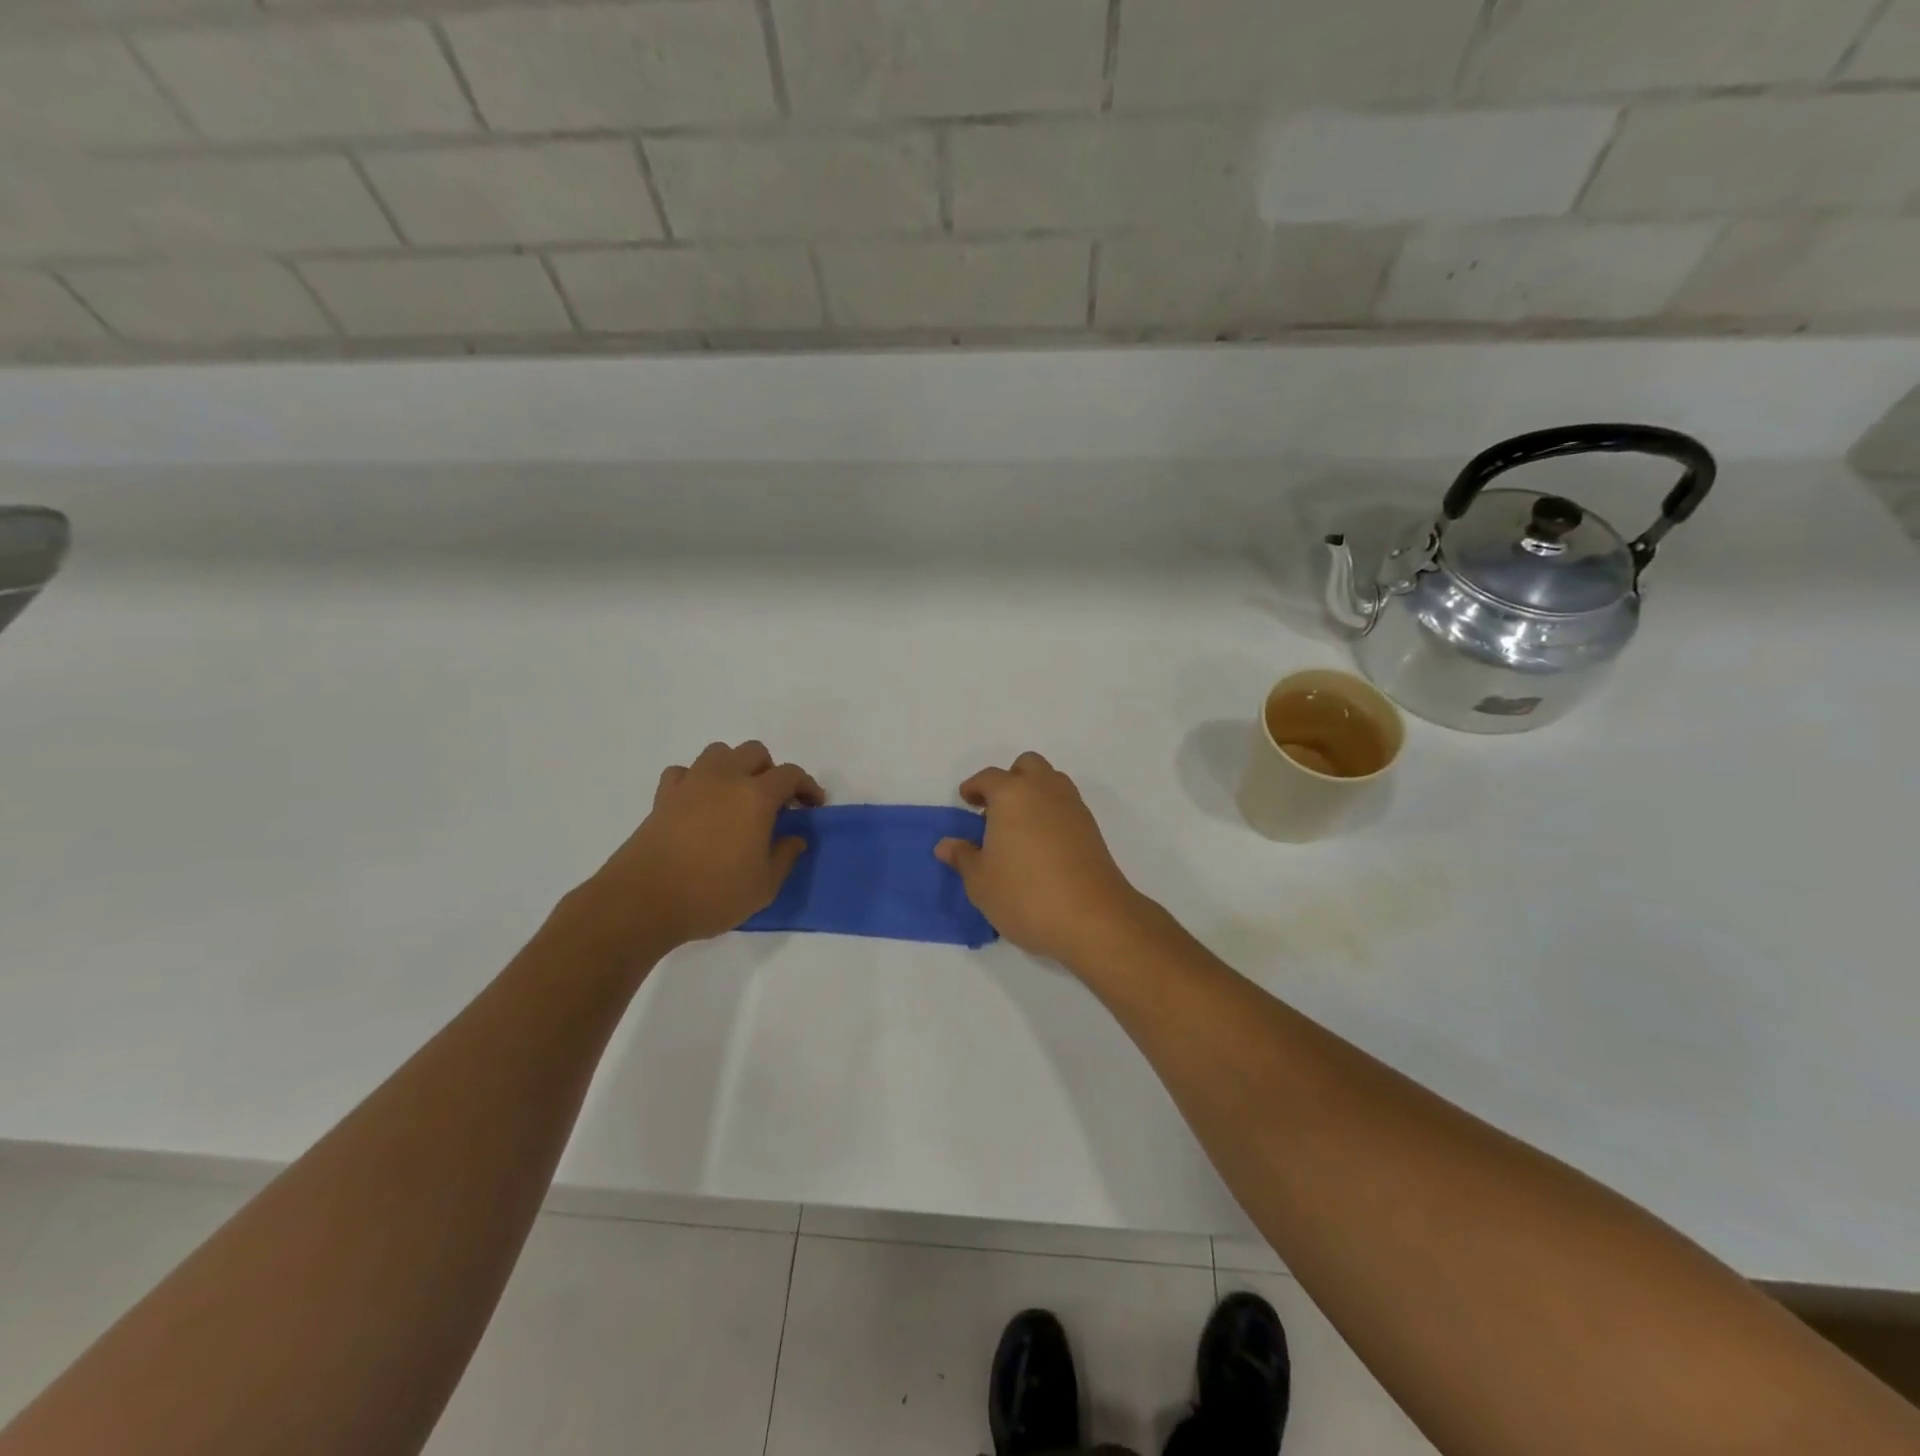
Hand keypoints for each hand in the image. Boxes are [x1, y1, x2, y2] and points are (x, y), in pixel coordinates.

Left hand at [577, 740, 824, 952]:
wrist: (643, 902)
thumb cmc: (712, 895)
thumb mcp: (764, 887)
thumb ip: (785, 857)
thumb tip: (794, 837)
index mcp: (755, 796)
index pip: (790, 774)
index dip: (807, 786)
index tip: (813, 806)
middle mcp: (724, 779)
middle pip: (754, 752)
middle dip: (771, 771)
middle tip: (775, 803)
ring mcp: (690, 784)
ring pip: (719, 753)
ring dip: (734, 768)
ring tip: (737, 797)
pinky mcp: (663, 797)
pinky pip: (684, 773)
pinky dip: (696, 780)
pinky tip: (700, 803)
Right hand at [935, 752, 1148, 964]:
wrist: (1092, 918)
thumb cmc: (1025, 895)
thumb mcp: (980, 882)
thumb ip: (963, 857)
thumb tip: (947, 845)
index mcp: (1012, 794)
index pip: (988, 777)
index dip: (974, 787)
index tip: (966, 802)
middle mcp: (1044, 790)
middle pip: (1027, 766)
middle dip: (1010, 780)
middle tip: (996, 811)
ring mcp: (1072, 807)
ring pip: (1051, 782)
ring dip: (1034, 793)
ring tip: (1019, 828)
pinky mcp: (1092, 828)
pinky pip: (1066, 805)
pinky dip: (1052, 813)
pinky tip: (1042, 846)